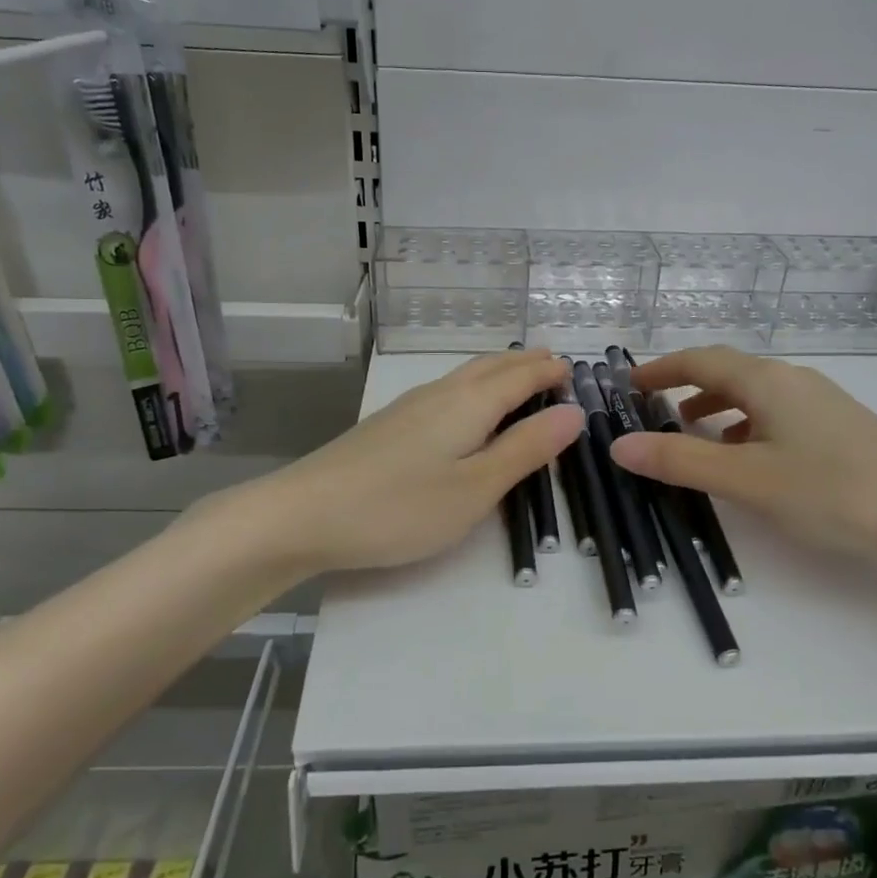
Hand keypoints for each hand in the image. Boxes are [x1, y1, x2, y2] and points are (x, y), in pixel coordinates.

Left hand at [250, 349, 583, 574]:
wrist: (303, 514)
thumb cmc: (400, 507)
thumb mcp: (475, 488)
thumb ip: (525, 450)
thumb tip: (573, 414)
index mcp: (469, 404)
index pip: (520, 376)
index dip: (548, 371)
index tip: (573, 368)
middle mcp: (440, 394)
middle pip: (490, 367)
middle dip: (525, 363)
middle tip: (552, 363)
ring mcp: (409, 407)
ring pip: (465, 376)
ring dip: (498, 371)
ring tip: (517, 376)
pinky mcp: (388, 425)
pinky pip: (446, 391)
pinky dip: (473, 387)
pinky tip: (463, 405)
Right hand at [610, 345, 876, 557]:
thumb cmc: (832, 490)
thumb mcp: (746, 479)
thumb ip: (680, 461)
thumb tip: (619, 446)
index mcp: (766, 381)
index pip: (700, 360)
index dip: (661, 369)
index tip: (629, 383)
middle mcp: (792, 380)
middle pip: (728, 371)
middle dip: (686, 385)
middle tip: (653, 408)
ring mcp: (820, 402)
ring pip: (754, 393)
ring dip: (716, 405)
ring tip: (692, 431)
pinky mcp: (838, 426)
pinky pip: (776, 413)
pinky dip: (746, 425)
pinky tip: (747, 456)